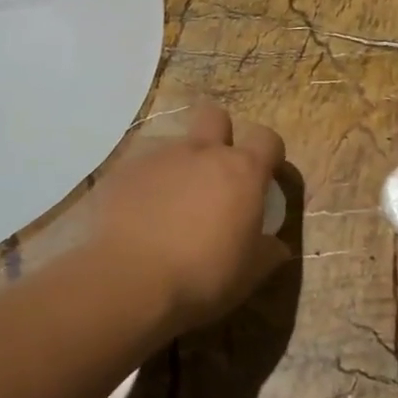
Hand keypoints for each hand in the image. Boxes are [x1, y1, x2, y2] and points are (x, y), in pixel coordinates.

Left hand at [84, 103, 288, 334]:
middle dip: (219, 135)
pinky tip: (138, 216)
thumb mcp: (249, 274)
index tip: (264, 178)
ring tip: (170, 204)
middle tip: (215, 174)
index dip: (269, 155)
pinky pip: (140, 168)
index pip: (267, 138)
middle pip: (215, 116)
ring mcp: (157, 157)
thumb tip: (276, 245)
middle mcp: (200, 152)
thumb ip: (267, 251)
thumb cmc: (202, 276)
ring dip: (178, 165)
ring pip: (173, 143)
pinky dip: (144, 185)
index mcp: (241, 171)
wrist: (129, 281)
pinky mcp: (121, 171)